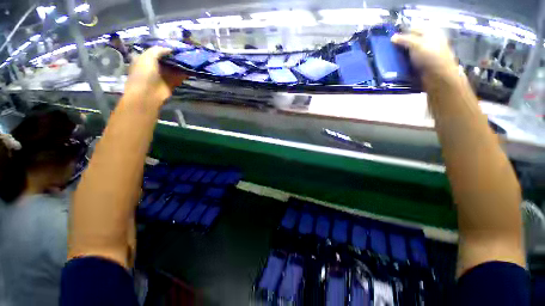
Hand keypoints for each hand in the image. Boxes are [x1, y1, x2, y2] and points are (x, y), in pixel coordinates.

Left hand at [124, 47, 186, 104]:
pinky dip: (185, 73)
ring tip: (190, 58)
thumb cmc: (144, 73)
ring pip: (174, 68)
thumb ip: (159, 50)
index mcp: (145, 59)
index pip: (156, 51)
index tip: (175, 45)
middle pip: (166, 60)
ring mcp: (163, 75)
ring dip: (181, 64)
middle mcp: (154, 66)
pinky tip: (191, 68)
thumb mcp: (148, 56)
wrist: (148, 93)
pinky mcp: (171, 83)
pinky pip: (179, 76)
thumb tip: (171, 49)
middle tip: (185, 51)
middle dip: (175, 56)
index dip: (164, 48)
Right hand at [391, 29, 457, 79]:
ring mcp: (427, 52)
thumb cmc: (430, 57)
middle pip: (412, 40)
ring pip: (411, 50)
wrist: (439, 76)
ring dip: (403, 54)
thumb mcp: (416, 44)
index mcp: (430, 31)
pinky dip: (405, 61)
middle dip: (402, 45)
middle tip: (392, 50)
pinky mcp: (424, 63)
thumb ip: (404, 40)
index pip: (412, 29)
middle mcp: (429, 40)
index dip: (402, 34)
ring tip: (393, 58)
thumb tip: (392, 37)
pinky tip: (399, 64)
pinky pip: (411, 60)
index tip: (392, 41)